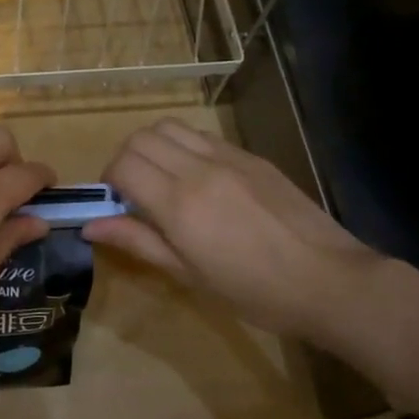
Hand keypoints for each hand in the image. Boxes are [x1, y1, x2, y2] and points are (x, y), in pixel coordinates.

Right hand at [85, 119, 391, 347]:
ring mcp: (228, 157)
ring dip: (153, 146)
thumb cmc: (254, 291)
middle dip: (125, 159)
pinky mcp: (251, 156)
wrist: (328, 279)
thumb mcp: (188, 275)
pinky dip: (184, 147)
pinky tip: (198, 178)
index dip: (109, 180)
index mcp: (180, 204)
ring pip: (170, 127)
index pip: (123, 165)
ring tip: (162, 178)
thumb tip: (90, 225)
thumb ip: (138, 242)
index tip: (115, 203)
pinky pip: (203, 136)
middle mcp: (199, 169)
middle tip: (133, 191)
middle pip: (141, 138)